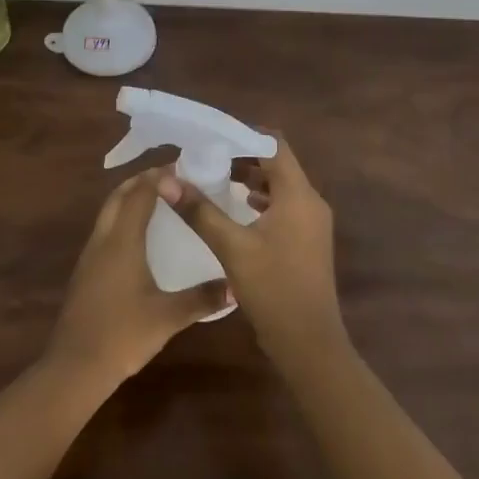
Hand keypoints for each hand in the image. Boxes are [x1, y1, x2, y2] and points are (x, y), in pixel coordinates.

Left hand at [46, 169, 232, 384]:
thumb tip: (236, 286)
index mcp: (122, 241)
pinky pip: (104, 230)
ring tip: (158, 201)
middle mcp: (103, 239)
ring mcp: (90, 255)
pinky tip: (138, 237)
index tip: (184, 169)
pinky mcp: (85, 271)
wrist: (75, 366)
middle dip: (142, 181)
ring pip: (108, 212)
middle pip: (119, 196)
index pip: (140, 194)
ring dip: (129, 199)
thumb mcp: (168, 317)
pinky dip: (121, 219)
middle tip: (171, 179)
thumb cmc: (123, 334)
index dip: (159, 177)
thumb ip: (203, 298)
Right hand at [160, 136, 344, 366]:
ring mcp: (312, 223)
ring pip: (280, 186)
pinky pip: (283, 206)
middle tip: (206, 156)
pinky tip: (235, 209)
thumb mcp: (231, 247)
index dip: (244, 135)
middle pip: (278, 164)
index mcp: (298, 195)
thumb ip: (199, 211)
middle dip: (243, 156)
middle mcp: (310, 202)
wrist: (309, 343)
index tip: (212, 136)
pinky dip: (260, 200)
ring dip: (250, 179)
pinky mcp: (307, 241)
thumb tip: (166, 181)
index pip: (275, 145)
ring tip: (215, 178)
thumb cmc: (273, 289)